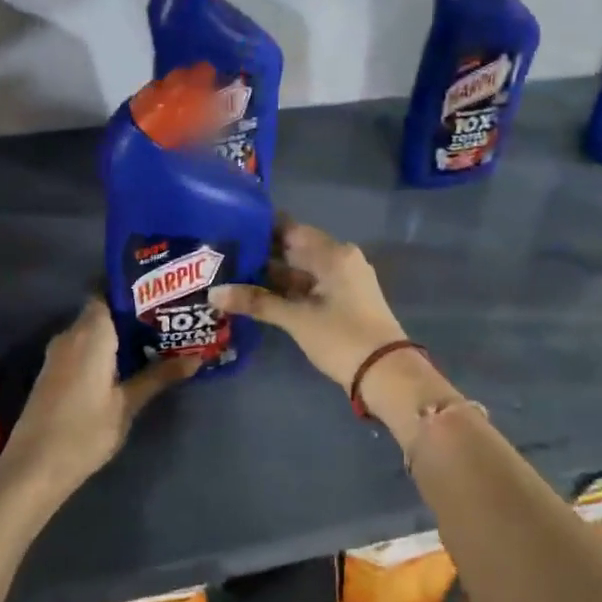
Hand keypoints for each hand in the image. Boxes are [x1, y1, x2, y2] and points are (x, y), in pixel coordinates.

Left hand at [0, 298, 197, 505]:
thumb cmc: (84, 431)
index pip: (110, 292)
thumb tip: (196, 359)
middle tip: (171, 318)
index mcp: (91, 333)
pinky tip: (129, 363)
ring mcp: (59, 354)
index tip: (164, 294)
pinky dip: (106, 349)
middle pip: (104, 311)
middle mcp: (71, 335)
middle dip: (134, 314)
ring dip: (120, 334)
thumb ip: (158, 376)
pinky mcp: (54, 373)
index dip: (136, 290)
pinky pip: (84, 348)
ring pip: (93, 331)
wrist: (33, 468)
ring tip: (158, 339)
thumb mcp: (127, 404)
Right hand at [210, 221, 411, 391]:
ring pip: (302, 270)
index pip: (291, 229)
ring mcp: (344, 281)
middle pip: (295, 249)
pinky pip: (311, 286)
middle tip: (224, 255)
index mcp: (334, 253)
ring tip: (234, 275)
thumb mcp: (297, 319)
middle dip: (262, 254)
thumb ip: (256, 303)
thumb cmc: (342, 338)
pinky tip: (260, 296)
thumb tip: (213, 294)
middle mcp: (341, 259)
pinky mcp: (345, 301)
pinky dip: (288, 290)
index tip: (230, 229)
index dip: (260, 229)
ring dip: (273, 275)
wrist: (387, 373)